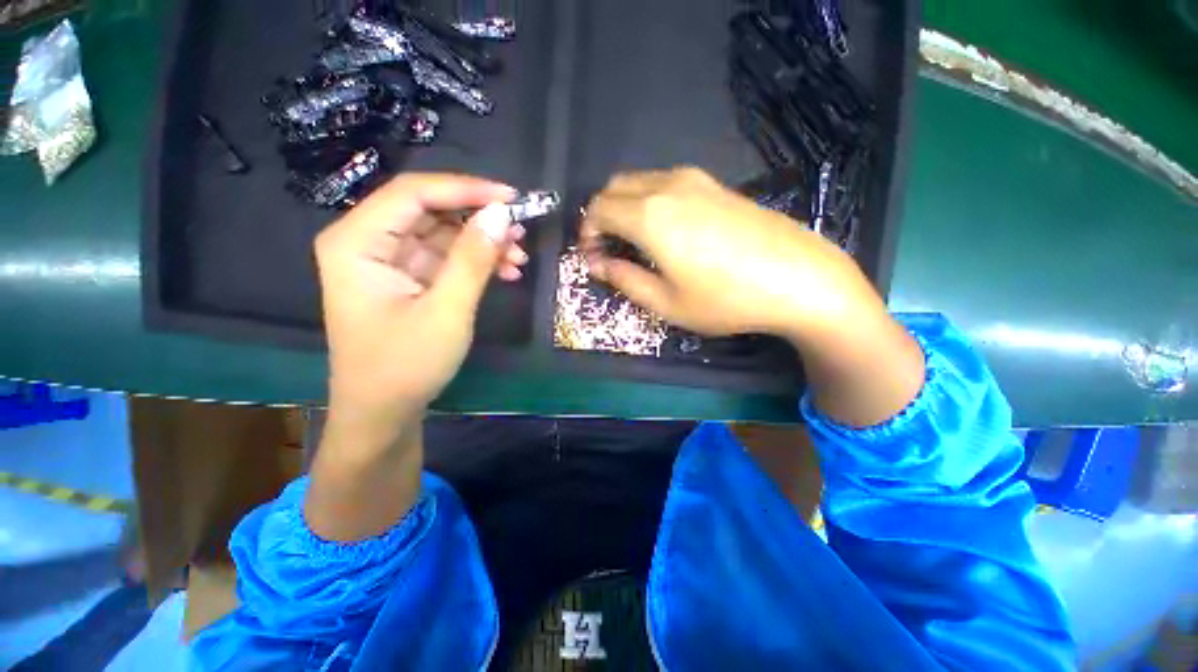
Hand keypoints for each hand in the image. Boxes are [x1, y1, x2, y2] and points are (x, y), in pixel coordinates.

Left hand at [315, 173, 525, 428]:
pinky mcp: (408, 278)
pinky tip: (506, 272)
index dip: (466, 189)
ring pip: (443, 233)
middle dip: (478, 219)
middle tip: (520, 231)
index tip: (511, 198)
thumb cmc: (406, 365)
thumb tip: (501, 213)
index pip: (414, 193)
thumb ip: (473, 259)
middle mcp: (367, 242)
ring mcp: (389, 261)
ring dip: (483, 243)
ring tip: (518, 257)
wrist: (385, 413)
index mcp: (357, 242)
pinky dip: (477, 262)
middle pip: (430, 210)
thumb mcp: (447, 310)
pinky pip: (447, 257)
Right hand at [581, 167, 883, 342]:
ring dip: (624, 206)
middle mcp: (667, 186)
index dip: (587, 234)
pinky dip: (649, 201)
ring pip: (640, 181)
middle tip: (609, 250)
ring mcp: (695, 180)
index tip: (593, 259)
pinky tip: (664, 230)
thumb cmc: (726, 299)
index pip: (597, 209)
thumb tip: (598, 265)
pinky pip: (665, 182)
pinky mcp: (715, 184)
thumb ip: (625, 280)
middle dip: (601, 216)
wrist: (800, 278)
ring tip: (634, 242)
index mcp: (649, 215)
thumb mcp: (667, 303)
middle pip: (614, 187)